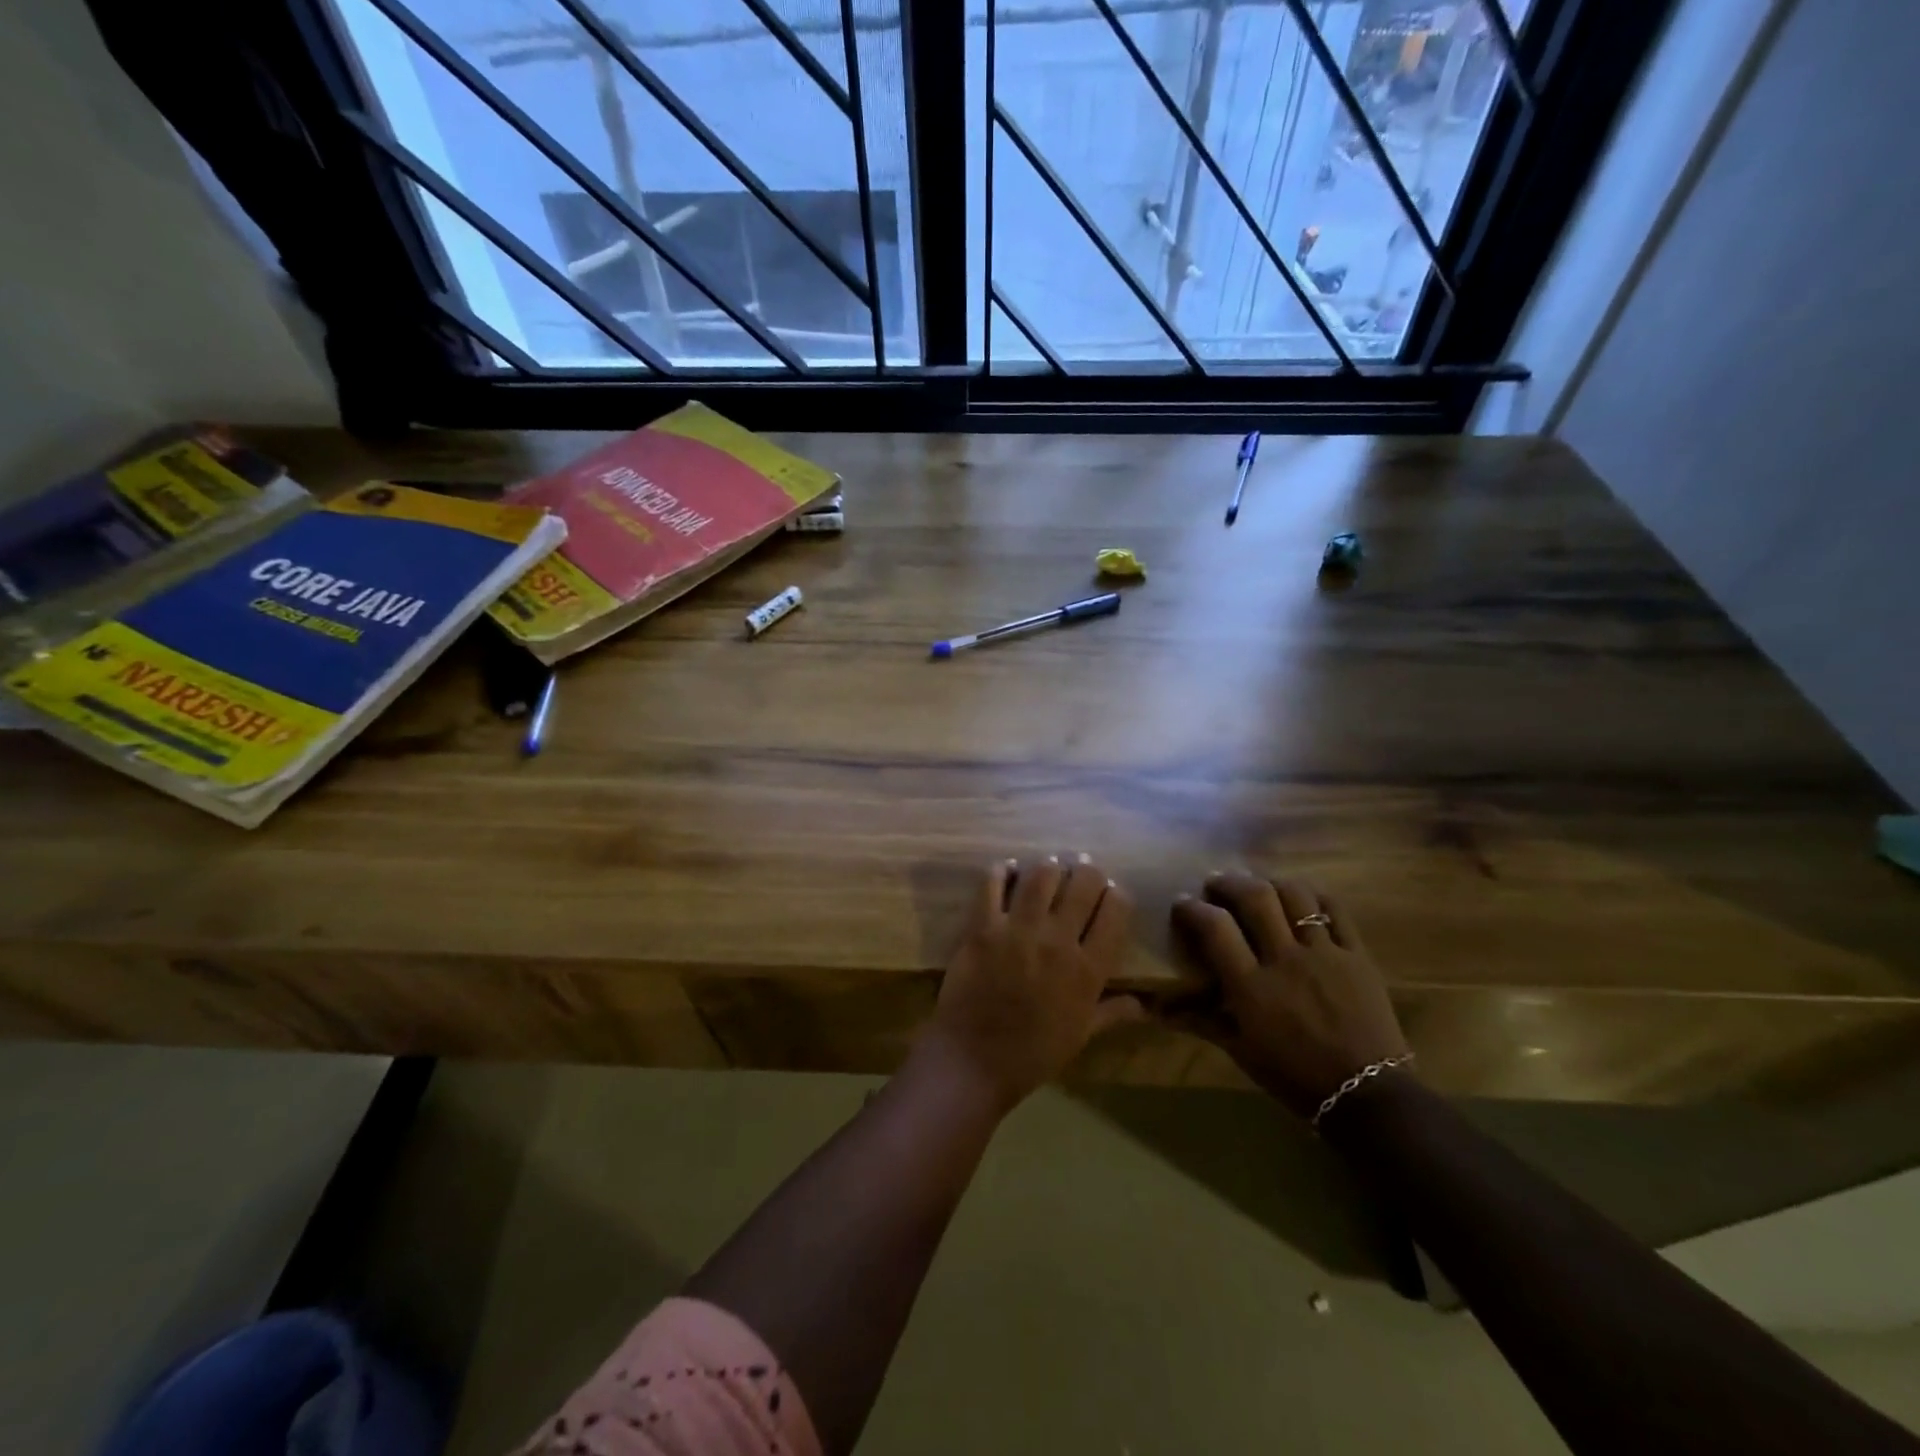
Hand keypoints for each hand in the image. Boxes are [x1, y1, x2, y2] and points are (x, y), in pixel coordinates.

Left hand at [923, 856, 1142, 1113]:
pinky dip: (1003, 870)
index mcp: (1088, 969)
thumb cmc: (1033, 1053)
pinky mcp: (982, 926)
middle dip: (1088, 872)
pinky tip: (1008, 870)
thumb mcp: (1081, 1035)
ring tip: (1050, 869)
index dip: (1116, 895)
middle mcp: (1058, 941)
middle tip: (1081, 871)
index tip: (1110, 895)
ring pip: (1042, 875)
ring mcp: (1018, 930)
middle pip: (1084, 883)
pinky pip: (993, 883)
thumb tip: (1147, 1005)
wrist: (974, 1060)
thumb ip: (1113, 1011)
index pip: (1116, 910)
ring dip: (1050, 867)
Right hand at [1169, 872, 1410, 1120]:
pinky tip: (1302, 898)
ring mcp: (1325, 954)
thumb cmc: (1295, 1077)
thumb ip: (1201, 1021)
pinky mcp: (1358, 956)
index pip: (1215, 928)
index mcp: (1252, 987)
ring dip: (1270, 882)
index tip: (1183, 902)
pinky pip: (1336, 911)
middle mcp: (1286, 960)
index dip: (1193, 908)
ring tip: (1259, 885)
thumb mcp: (1240, 1051)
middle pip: (1255, 898)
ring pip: (1296, 895)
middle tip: (1216, 882)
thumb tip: (1158, 1009)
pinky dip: (1314, 896)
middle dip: (1229, 882)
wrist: (1368, 1096)